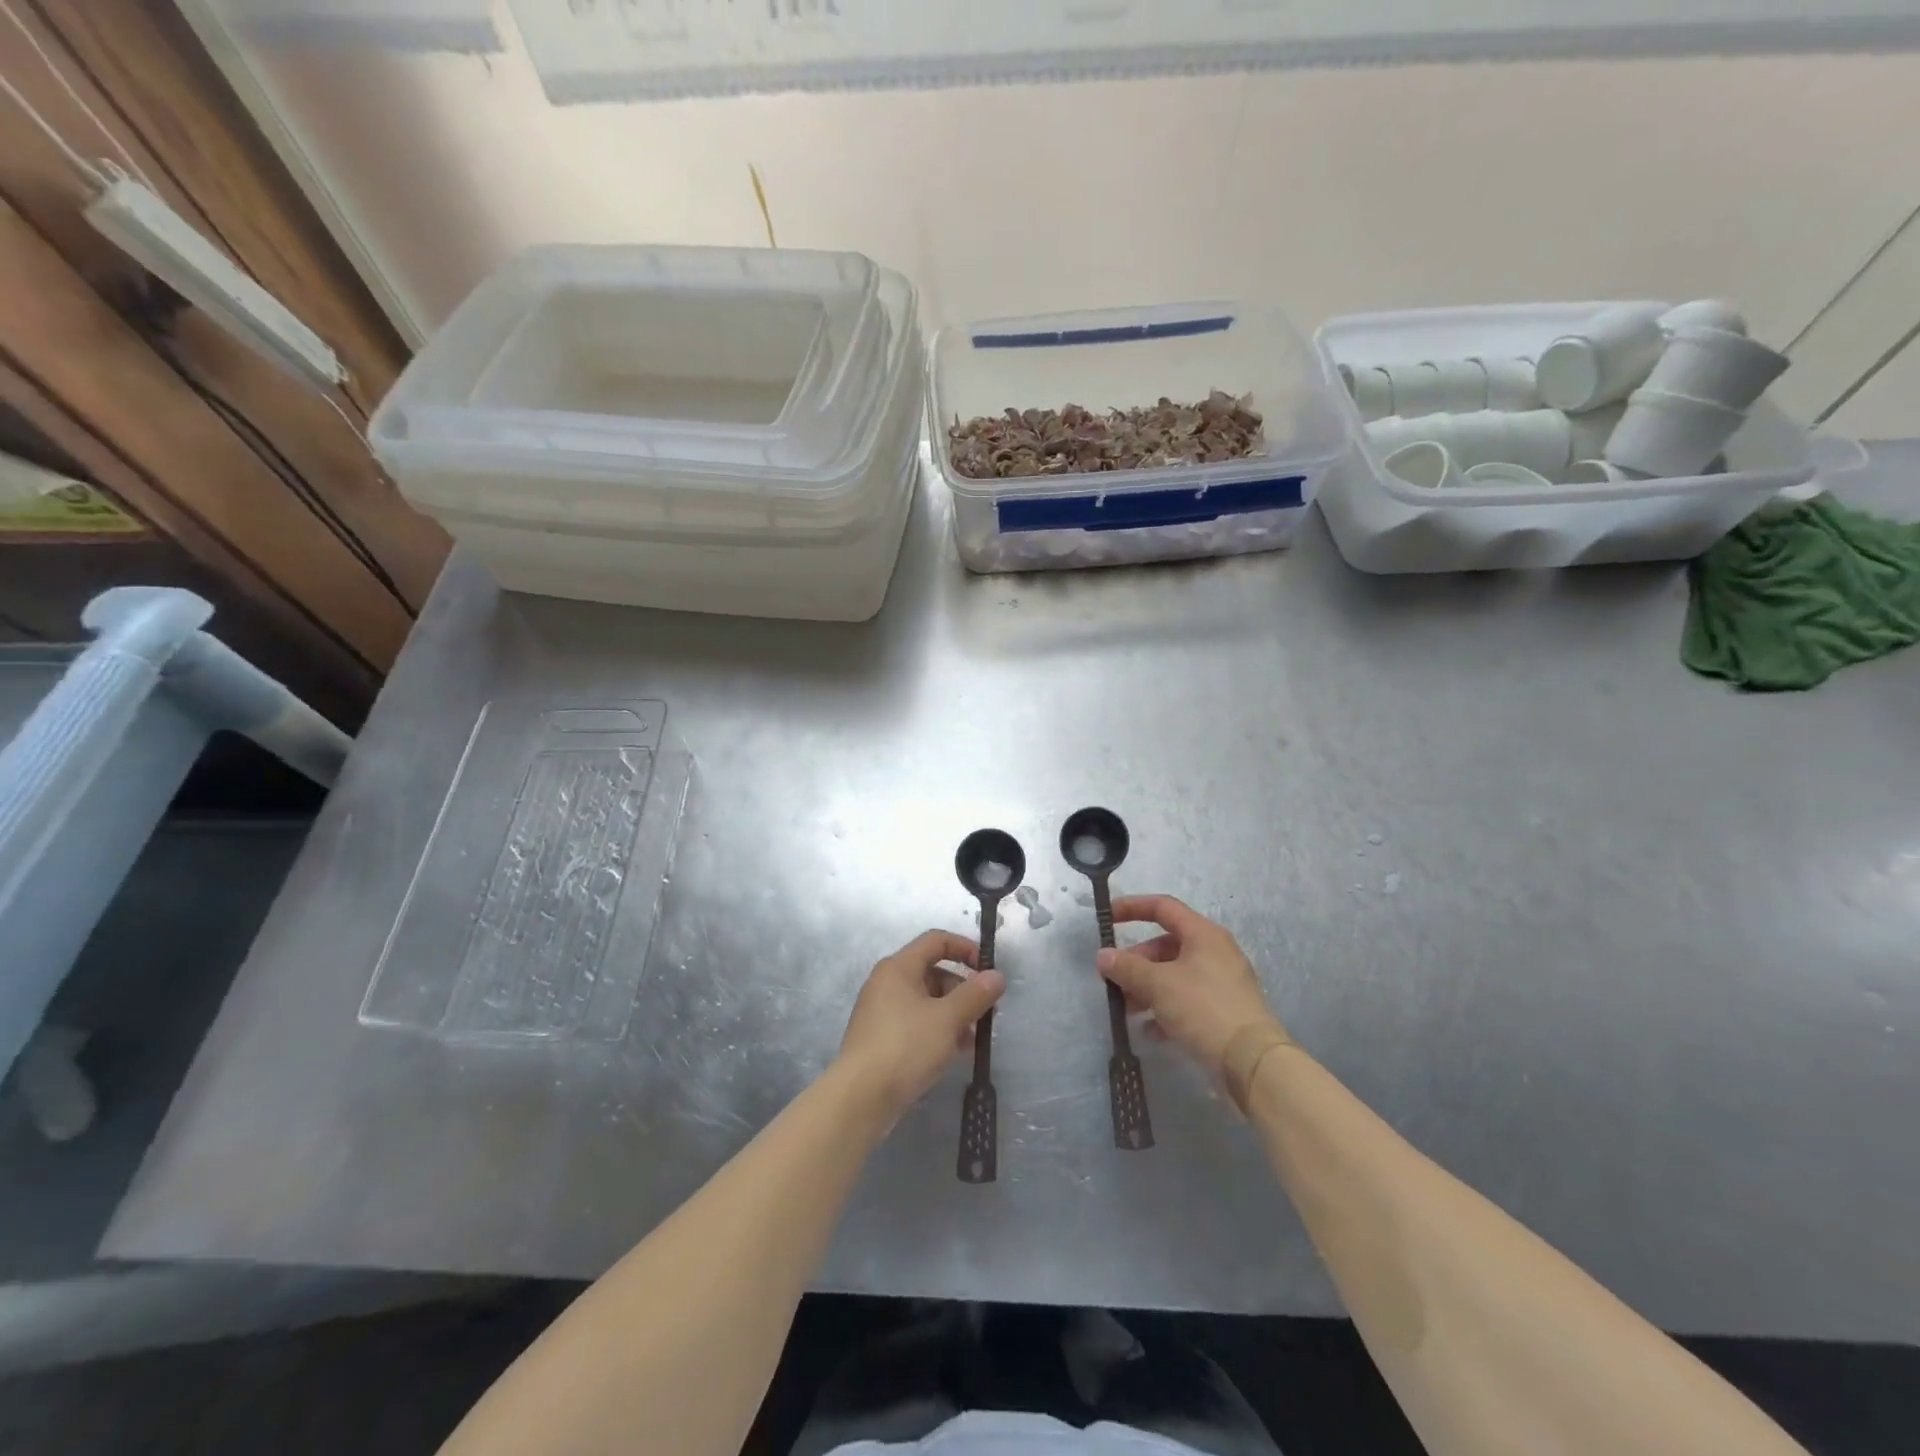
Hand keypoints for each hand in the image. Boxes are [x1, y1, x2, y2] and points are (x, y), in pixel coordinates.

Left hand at [838, 930, 1005, 1120]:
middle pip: (933, 972)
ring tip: (973, 1039)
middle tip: (986, 1014)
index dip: (965, 949)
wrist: (860, 1098)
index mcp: (899, 967)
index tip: (988, 971)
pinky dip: (937, 1031)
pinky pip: (916, 1023)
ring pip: (926, 1001)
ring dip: (953, 1014)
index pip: (936, 941)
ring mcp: (882, 1012)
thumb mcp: (947, 1019)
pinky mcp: (881, 1039)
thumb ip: (975, 994)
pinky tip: (954, 1052)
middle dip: (963, 990)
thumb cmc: (906, 1047)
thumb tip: (997, 976)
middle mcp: (887, 983)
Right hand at [1097, 895, 1286, 1075]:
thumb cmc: (1203, 1008)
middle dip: (1136, 961)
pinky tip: (1150, 1030)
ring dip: (1147, 988)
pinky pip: (1187, 1000)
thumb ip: (1127, 967)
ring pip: (1174, 975)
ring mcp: (1221, 982)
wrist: (1252, 1061)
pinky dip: (1165, 1009)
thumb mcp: (1158, 984)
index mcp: (1203, 934)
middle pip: (1166, 945)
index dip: (1133, 908)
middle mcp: (1215, 952)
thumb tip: (1103, 956)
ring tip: (1127, 1010)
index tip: (1107, 919)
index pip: (1163, 907)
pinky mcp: (1224, 1010)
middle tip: (1114, 980)